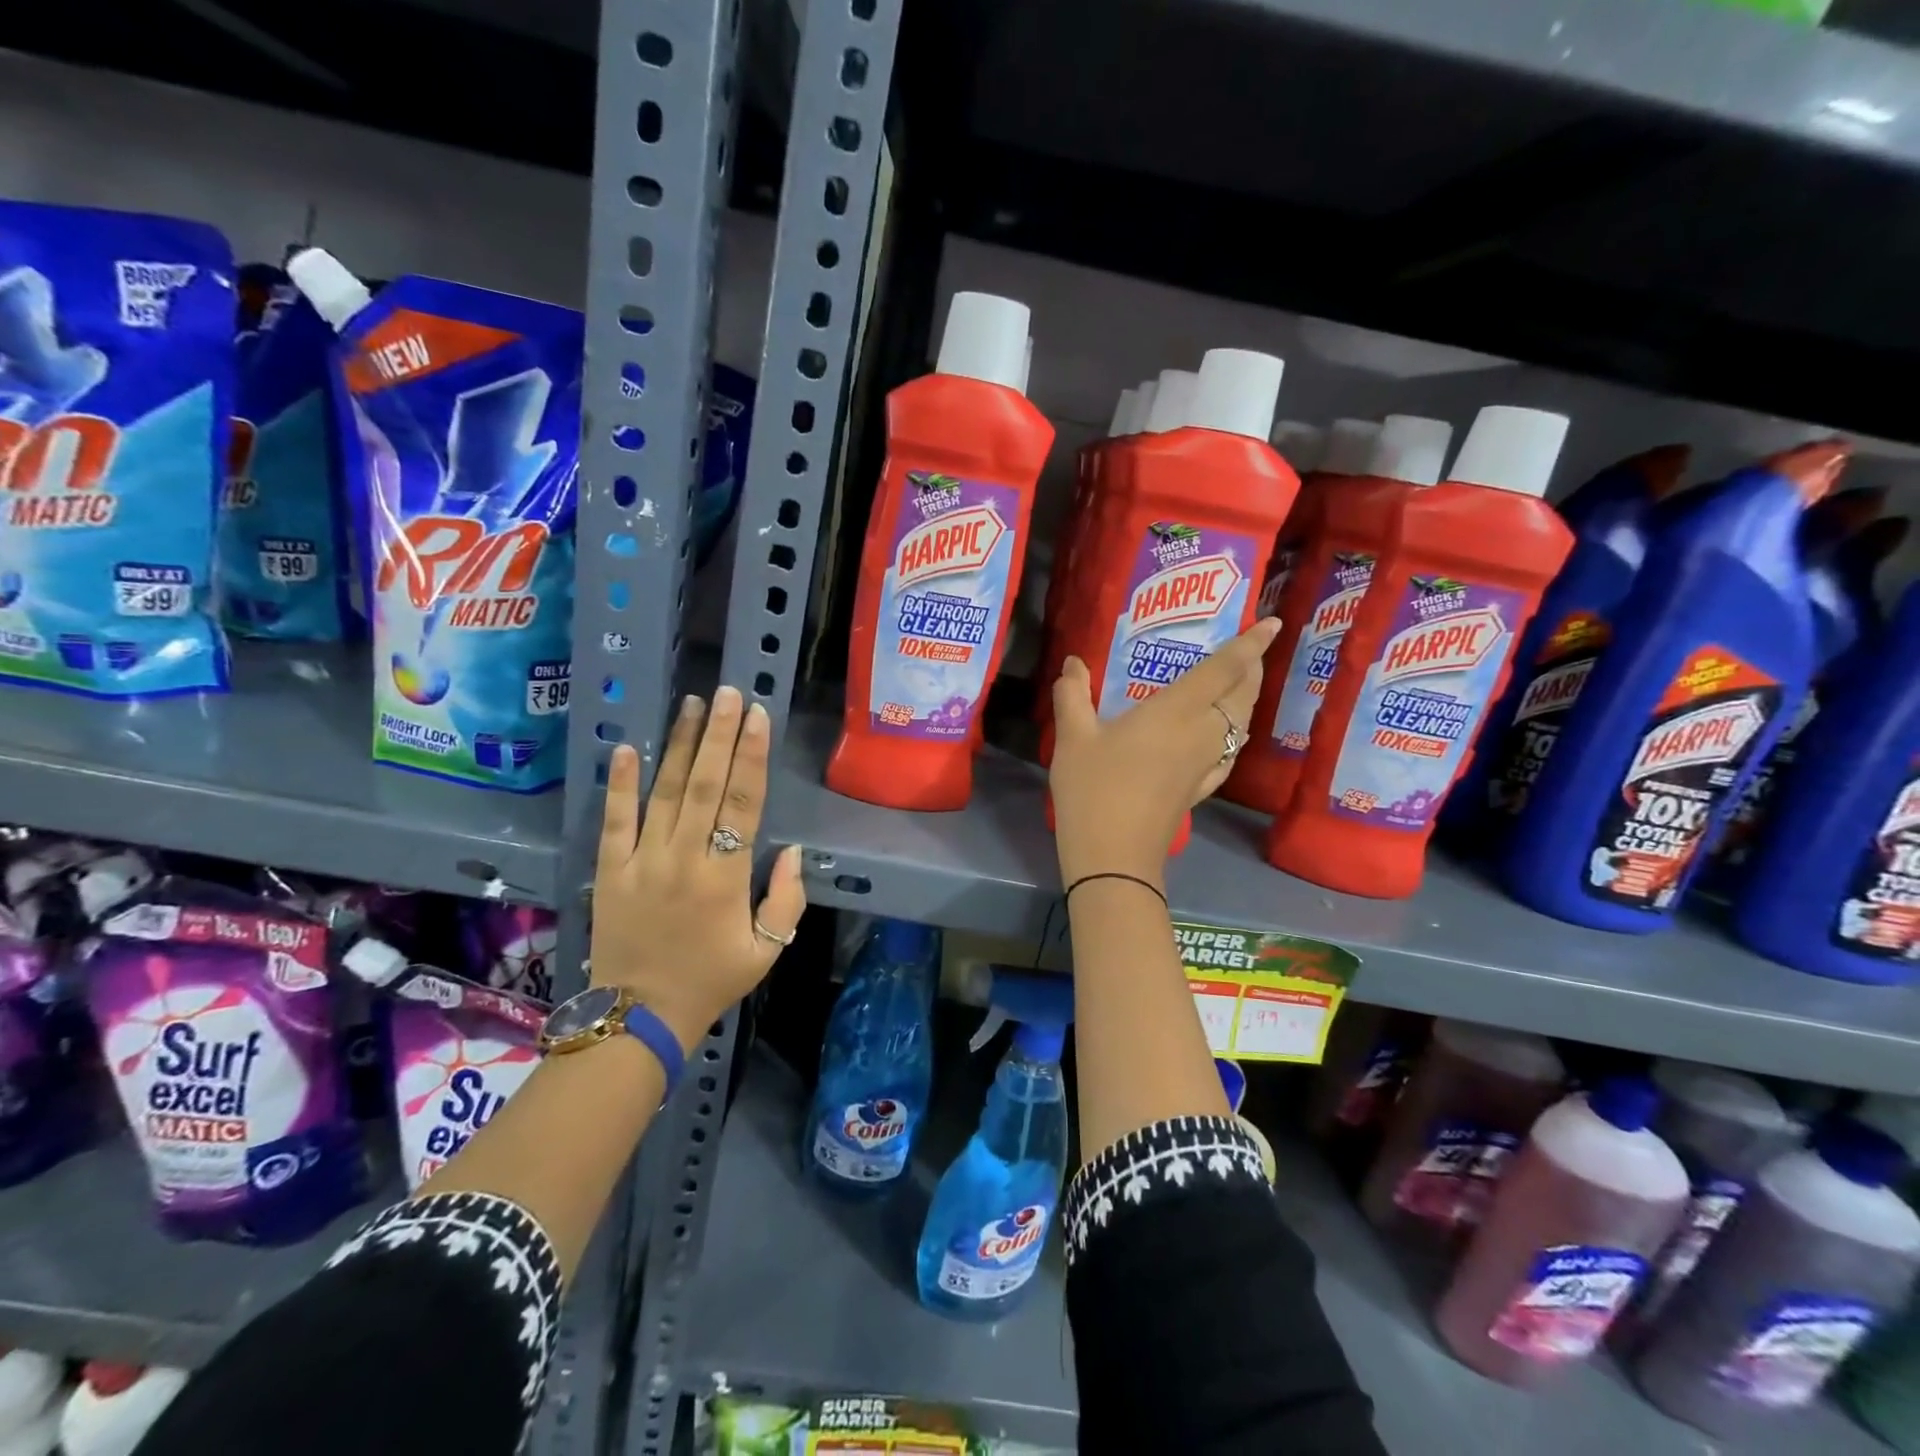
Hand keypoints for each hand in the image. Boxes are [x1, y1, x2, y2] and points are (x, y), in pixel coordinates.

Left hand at [590, 686, 806, 1050]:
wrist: (639, 1019)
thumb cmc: (711, 981)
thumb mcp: (767, 950)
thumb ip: (786, 899)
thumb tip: (791, 851)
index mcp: (726, 877)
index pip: (744, 803)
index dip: (752, 756)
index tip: (758, 717)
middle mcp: (684, 859)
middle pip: (706, 785)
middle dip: (720, 735)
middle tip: (728, 693)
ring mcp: (642, 862)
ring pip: (664, 792)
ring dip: (680, 746)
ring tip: (692, 705)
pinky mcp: (610, 871)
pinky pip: (615, 821)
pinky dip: (621, 784)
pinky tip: (629, 748)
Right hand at [1049, 617, 1281, 886]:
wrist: (1114, 856)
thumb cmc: (1094, 789)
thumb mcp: (1073, 738)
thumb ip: (1073, 695)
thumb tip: (1072, 662)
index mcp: (1176, 711)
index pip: (1225, 669)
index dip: (1251, 644)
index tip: (1273, 622)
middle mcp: (1203, 732)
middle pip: (1243, 695)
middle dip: (1252, 668)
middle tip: (1249, 651)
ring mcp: (1207, 763)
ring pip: (1241, 723)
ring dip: (1246, 699)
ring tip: (1236, 685)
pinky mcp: (1202, 788)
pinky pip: (1231, 751)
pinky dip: (1235, 733)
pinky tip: (1225, 737)